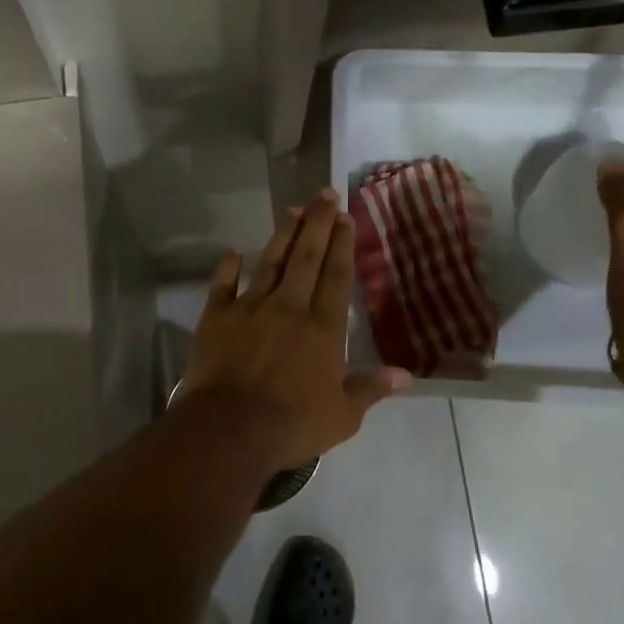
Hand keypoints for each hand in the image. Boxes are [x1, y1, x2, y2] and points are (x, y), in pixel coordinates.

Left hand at [182, 191, 411, 463]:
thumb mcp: (343, 415)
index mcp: (322, 329)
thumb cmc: (291, 424)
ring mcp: (250, 309)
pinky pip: (223, 286)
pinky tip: (233, 251)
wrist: (230, 428)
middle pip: (306, 258)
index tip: (346, 217)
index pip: (337, 277)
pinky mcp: (217, 318)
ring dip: (282, 235)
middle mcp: (288, 308)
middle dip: (318, 224)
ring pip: (269, 263)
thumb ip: (370, 389)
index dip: (343, 245)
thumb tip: (406, 374)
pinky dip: (227, 268)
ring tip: (292, 210)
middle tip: (324, 195)